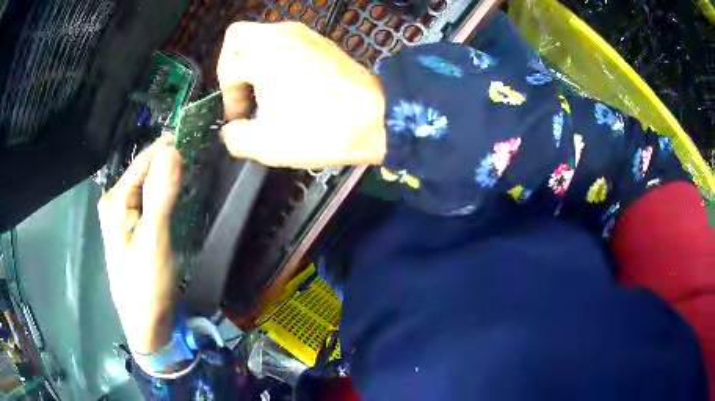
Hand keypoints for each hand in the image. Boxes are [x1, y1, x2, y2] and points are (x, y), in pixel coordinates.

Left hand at [98, 137, 181, 353]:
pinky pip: (150, 201)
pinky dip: (165, 195)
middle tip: (199, 163)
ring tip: (193, 176)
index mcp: (115, 200)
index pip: (144, 160)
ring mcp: (124, 216)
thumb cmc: (146, 285)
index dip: (169, 149)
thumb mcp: (154, 240)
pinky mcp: (133, 229)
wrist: (145, 324)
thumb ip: (160, 194)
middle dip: (170, 164)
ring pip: (149, 186)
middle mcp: (116, 202)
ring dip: (169, 179)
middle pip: (145, 171)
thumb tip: (172, 149)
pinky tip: (178, 198)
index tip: (198, 141)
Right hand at [217, 21, 386, 168]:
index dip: (228, 98)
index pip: (227, 70)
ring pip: (263, 36)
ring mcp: (304, 33)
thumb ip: (236, 139)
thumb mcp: (267, 146)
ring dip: (255, 61)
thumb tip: (232, 130)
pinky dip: (277, 57)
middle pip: (238, 38)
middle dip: (232, 66)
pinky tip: (289, 84)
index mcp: (261, 53)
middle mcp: (280, 34)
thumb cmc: (320, 129)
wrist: (376, 117)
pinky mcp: (321, 41)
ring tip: (265, 91)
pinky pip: (286, 41)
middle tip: (242, 91)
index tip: (240, 118)